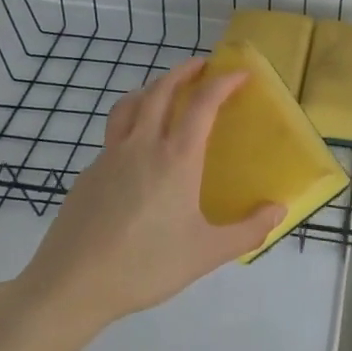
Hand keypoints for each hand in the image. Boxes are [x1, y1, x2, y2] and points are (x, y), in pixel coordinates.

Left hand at [13, 59, 284, 327]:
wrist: (72, 284)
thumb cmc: (146, 266)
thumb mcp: (207, 253)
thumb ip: (248, 230)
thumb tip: (279, 209)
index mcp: (176, 158)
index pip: (203, 104)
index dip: (223, 82)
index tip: (240, 73)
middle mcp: (142, 145)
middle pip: (161, 90)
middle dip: (184, 72)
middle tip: (202, 66)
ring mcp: (110, 156)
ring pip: (131, 105)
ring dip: (152, 88)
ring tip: (165, 91)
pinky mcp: (88, 173)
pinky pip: (114, 133)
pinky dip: (131, 122)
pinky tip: (138, 149)